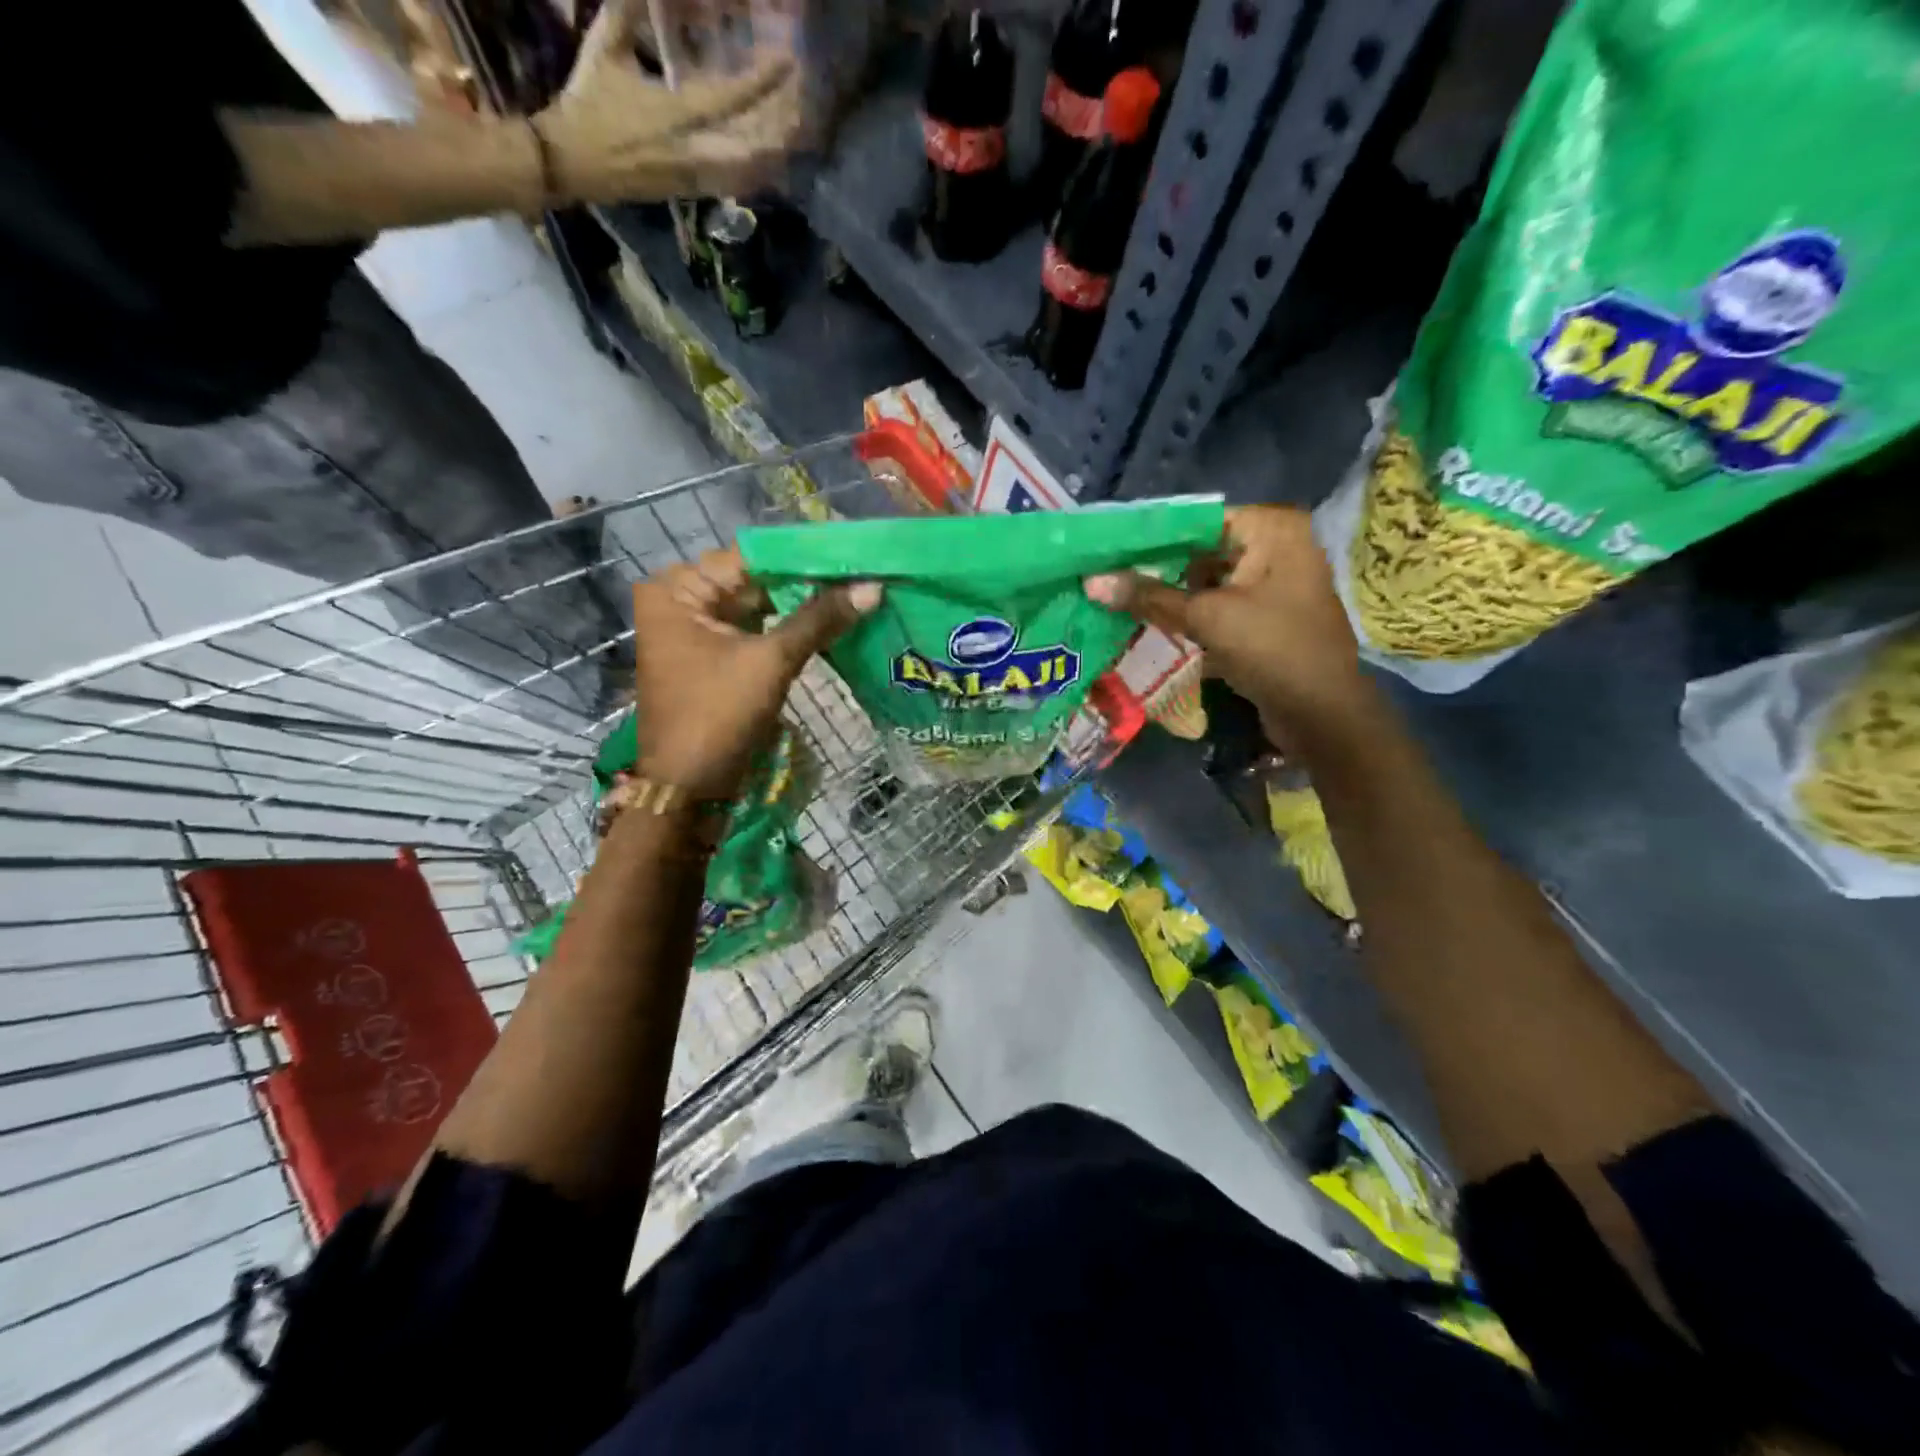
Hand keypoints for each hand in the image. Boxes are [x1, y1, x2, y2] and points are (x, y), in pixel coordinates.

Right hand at [535, 0, 804, 205]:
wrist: (574, 164)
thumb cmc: (588, 104)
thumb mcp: (604, 48)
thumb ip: (627, 10)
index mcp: (672, 113)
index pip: (729, 98)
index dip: (762, 81)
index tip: (788, 62)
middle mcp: (692, 151)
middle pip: (753, 145)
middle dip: (782, 126)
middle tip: (807, 105)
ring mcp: (696, 176)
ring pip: (749, 169)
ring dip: (776, 150)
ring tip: (800, 130)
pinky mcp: (695, 192)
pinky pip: (737, 184)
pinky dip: (759, 171)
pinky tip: (776, 158)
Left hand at [631, 549, 879, 800]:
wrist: (688, 790)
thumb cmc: (718, 717)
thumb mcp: (771, 662)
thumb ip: (819, 619)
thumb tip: (874, 587)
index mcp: (677, 590)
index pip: (751, 558)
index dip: (804, 558)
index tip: (854, 557)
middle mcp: (680, 601)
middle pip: (755, 581)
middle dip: (806, 583)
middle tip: (862, 576)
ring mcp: (695, 631)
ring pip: (759, 607)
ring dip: (802, 607)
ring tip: (855, 595)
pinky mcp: (713, 658)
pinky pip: (756, 632)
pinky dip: (789, 630)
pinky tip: (831, 624)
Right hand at [1084, 505, 1372, 746]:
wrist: (1323, 715)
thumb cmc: (1273, 650)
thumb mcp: (1207, 618)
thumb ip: (1150, 597)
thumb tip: (1091, 581)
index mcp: (1273, 529)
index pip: (1197, 520)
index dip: (1150, 538)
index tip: (1106, 551)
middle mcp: (1277, 547)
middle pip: (1200, 551)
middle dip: (1156, 570)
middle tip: (1105, 578)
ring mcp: (1272, 585)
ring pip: (1206, 583)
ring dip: (1168, 597)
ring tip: (1117, 602)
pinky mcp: (1264, 619)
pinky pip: (1217, 608)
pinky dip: (1188, 617)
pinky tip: (1148, 625)